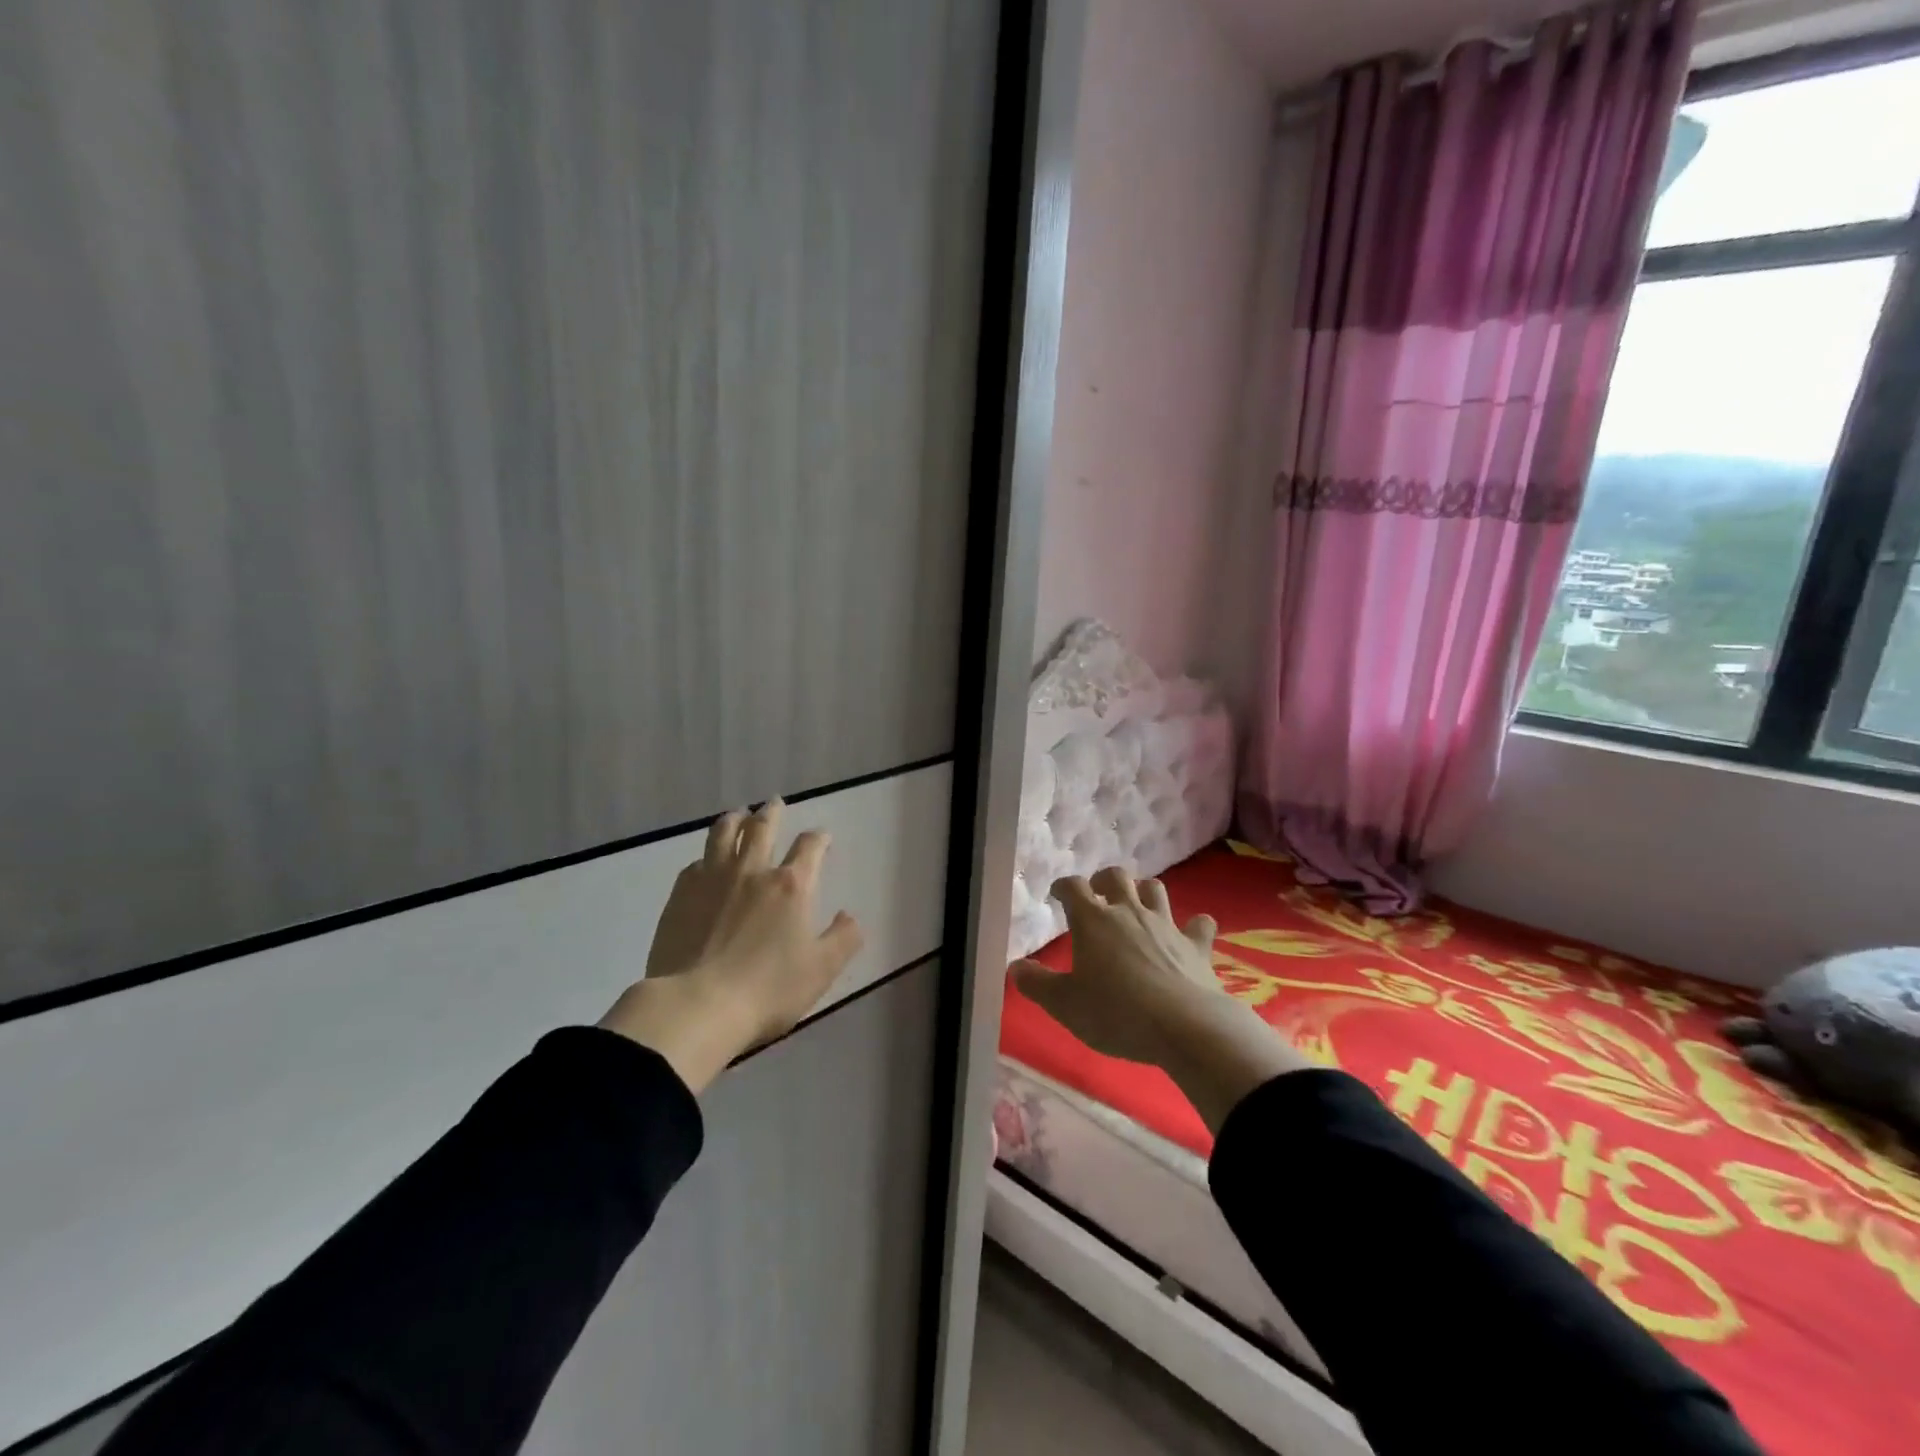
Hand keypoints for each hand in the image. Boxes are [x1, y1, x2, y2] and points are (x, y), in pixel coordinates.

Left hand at [601, 800, 864, 1091]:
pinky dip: (706, 855)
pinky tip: (705, 861)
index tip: (821, 836)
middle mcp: (752, 871)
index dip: (819, 838)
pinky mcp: (681, 894)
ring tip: (738, 814)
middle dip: (772, 812)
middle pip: (763, 828)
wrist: (696, 1005)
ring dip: (734, 819)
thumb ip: (843, 939)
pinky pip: (696, 862)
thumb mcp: (821, 969)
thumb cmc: (767, 989)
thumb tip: (849, 916)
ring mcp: (712, 878)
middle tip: (774, 803)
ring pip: (724, 834)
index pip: (810, 847)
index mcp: (791, 885)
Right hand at [1012, 866, 1312, 1132]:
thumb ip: (1037, 984)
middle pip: (1116, 877)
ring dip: (1144, 891)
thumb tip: (1015, 967)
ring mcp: (1166, 925)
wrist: (1185, 1027)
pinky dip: (1195, 925)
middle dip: (1103, 880)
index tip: (1057, 895)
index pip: (1073, 887)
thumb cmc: (1117, 1014)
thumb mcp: (1065, 1005)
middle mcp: (1129, 912)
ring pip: (1155, 889)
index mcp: (1093, 921)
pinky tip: (1193, 930)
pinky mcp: (1196, 945)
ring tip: (1137, 904)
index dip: (1063, 887)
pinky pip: (1199, 924)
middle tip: (1097, 896)